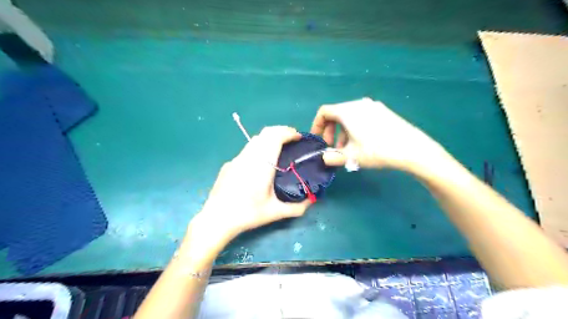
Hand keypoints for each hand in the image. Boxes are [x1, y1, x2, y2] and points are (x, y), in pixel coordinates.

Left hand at [193, 125, 311, 242]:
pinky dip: (258, 148)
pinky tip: (260, 164)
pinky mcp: (229, 164)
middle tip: (292, 140)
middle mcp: (249, 156)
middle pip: (266, 133)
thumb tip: (312, 201)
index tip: (298, 137)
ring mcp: (237, 159)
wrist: (217, 219)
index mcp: (262, 164)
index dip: (289, 132)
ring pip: (255, 140)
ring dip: (269, 139)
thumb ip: (297, 208)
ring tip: (278, 149)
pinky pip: (247, 150)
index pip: (275, 137)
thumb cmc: (247, 214)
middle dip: (281, 131)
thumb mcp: (275, 212)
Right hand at [313, 97, 445, 171]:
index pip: (324, 112)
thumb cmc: (376, 150)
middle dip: (331, 131)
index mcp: (347, 111)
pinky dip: (355, 128)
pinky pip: (361, 117)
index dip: (317, 125)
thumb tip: (324, 157)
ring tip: (348, 149)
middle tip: (333, 147)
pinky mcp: (383, 111)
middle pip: (336, 114)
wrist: (411, 148)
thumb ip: (333, 157)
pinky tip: (362, 143)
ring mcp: (373, 106)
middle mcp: (358, 104)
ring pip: (349, 117)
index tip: (318, 139)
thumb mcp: (351, 156)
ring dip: (343, 132)